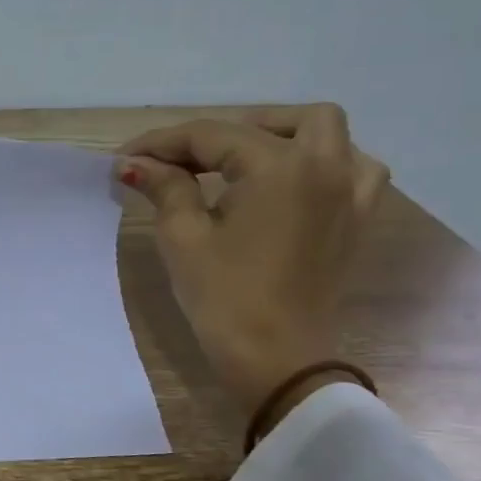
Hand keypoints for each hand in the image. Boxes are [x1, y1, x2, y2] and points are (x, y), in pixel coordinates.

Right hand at [117, 105, 389, 433]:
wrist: (276, 358)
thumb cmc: (224, 296)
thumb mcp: (183, 237)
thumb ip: (165, 188)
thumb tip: (135, 163)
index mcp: (279, 166)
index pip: (211, 135)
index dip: (162, 143)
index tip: (124, 158)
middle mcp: (324, 165)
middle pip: (274, 122)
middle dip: (222, 132)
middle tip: (180, 161)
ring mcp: (349, 192)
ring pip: (324, 133)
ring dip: (281, 135)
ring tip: (241, 161)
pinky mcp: (356, 220)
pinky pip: (353, 168)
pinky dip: (322, 162)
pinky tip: (291, 182)